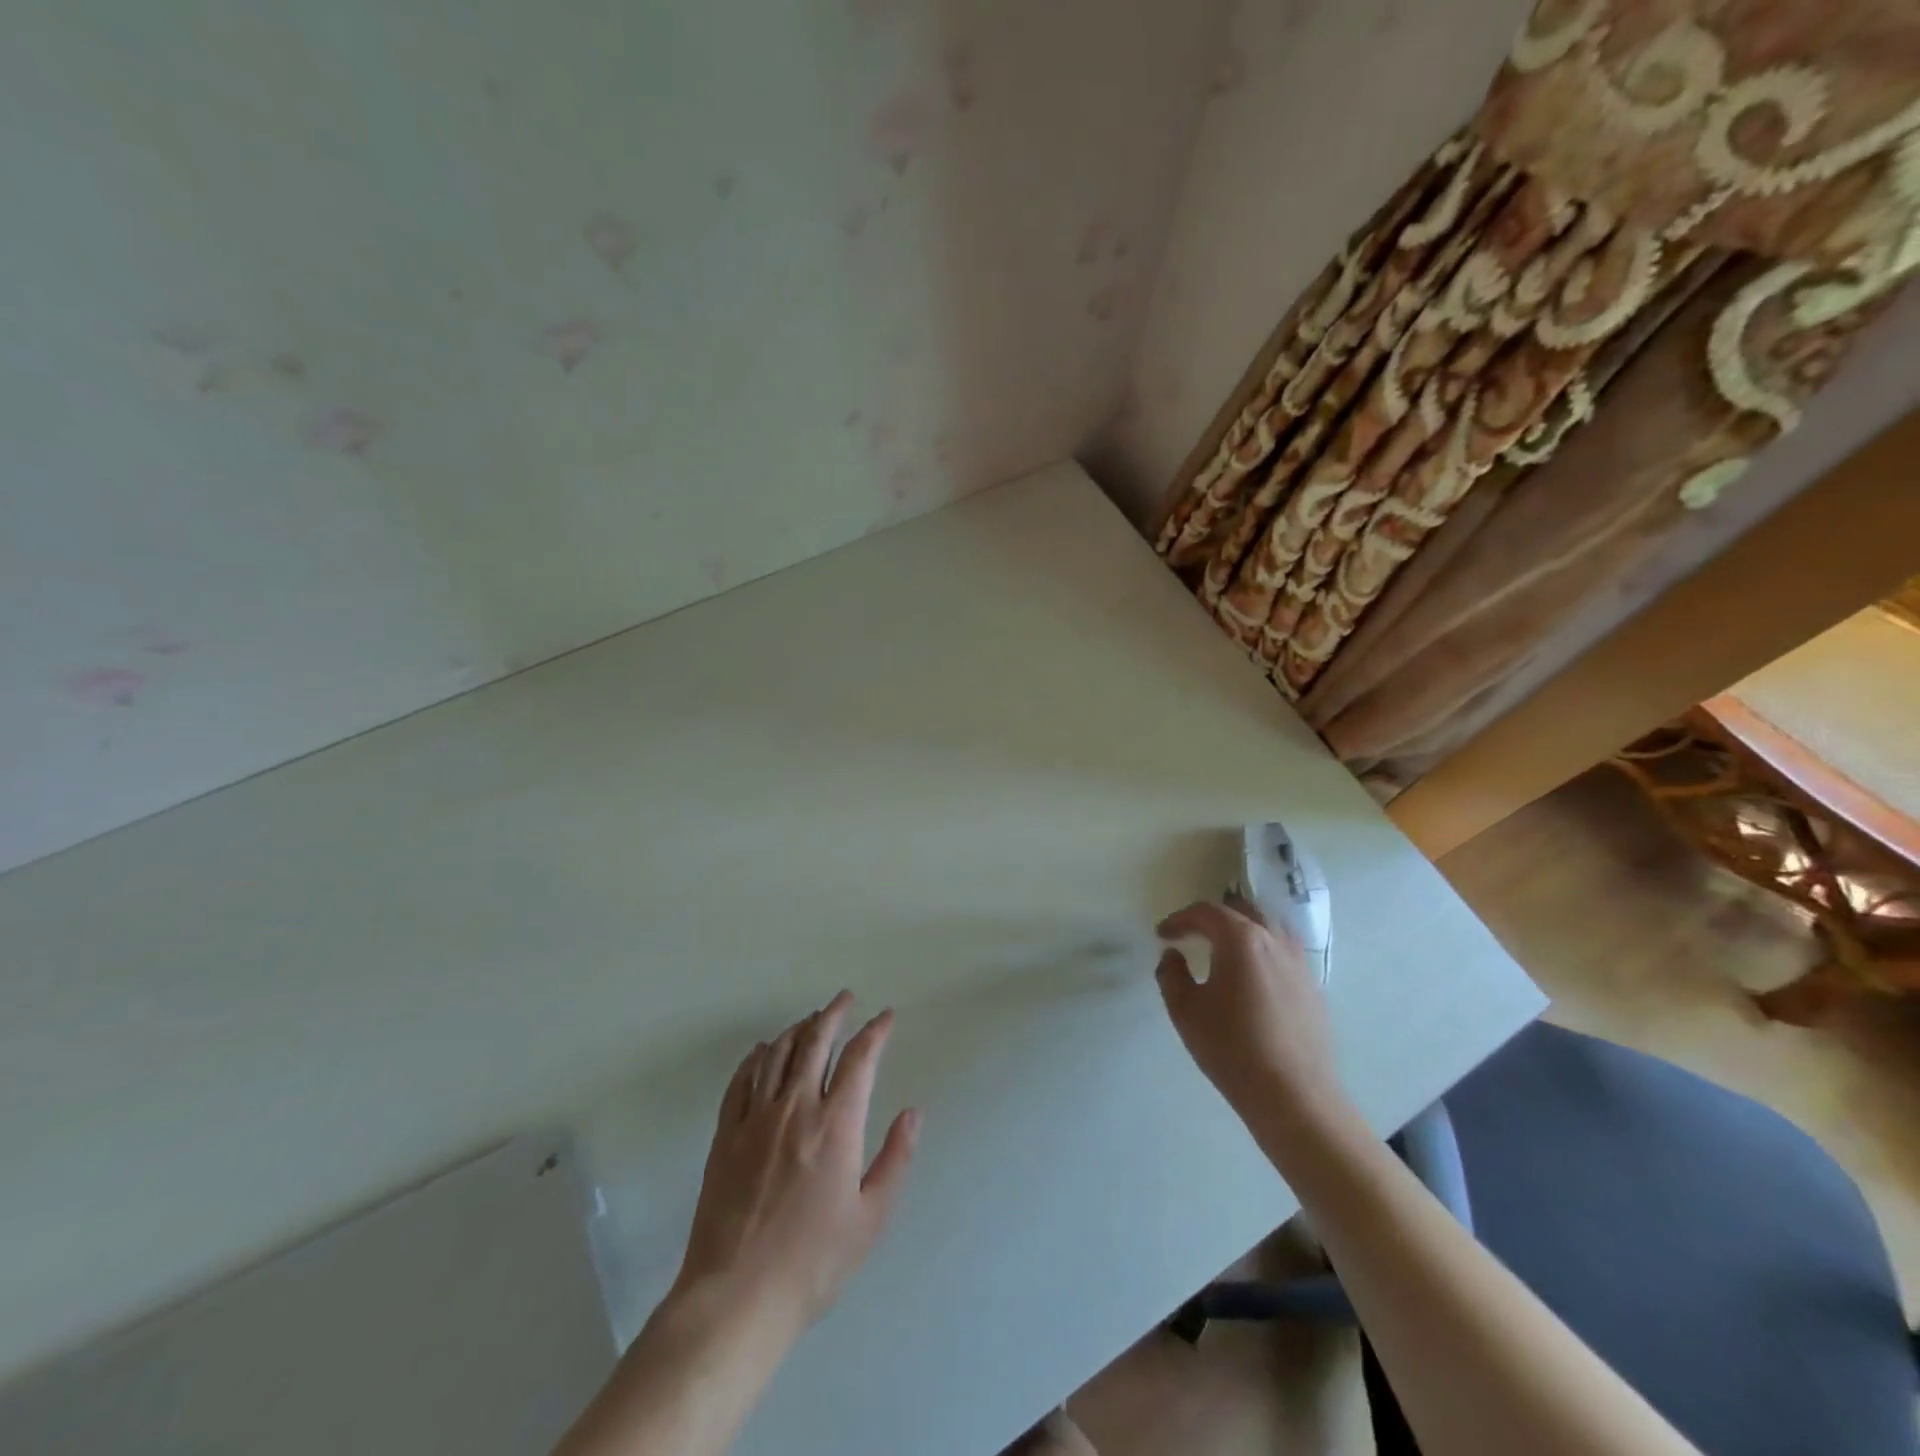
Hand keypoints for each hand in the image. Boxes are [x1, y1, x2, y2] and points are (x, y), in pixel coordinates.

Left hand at [672, 991, 920, 1337]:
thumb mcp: (871, 1217)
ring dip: (797, 1029)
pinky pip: (741, 1081)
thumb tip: (913, 1112)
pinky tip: (762, 1051)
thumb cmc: (813, 1262)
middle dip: (834, 1014)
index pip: (860, 1059)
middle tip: (845, 998)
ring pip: (777, 1054)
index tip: (886, 1017)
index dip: (875, 1032)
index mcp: (836, 1125)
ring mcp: (755, 1119)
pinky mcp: (725, 1135)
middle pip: (815, 1042)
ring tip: (810, 1019)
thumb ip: (895, 1158)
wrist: (736, 1297)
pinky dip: (755, 1058)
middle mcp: (795, 1108)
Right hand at [1155, 895, 1341, 1126]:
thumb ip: (1171, 975)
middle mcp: (1274, 940)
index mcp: (1241, 939)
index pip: (1205, 912)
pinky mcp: (1313, 987)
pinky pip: (1283, 952)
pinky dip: (1262, 950)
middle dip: (1212, 918)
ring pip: (1268, 928)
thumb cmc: (1232, 1048)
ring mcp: (1299, 962)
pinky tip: (1252, 976)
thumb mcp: (1185, 1011)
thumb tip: (1173, 956)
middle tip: (1192, 934)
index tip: (1162, 935)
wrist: (1294, 1096)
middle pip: (1241, 911)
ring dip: (1242, 930)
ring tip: (1223, 949)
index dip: (1179, 919)